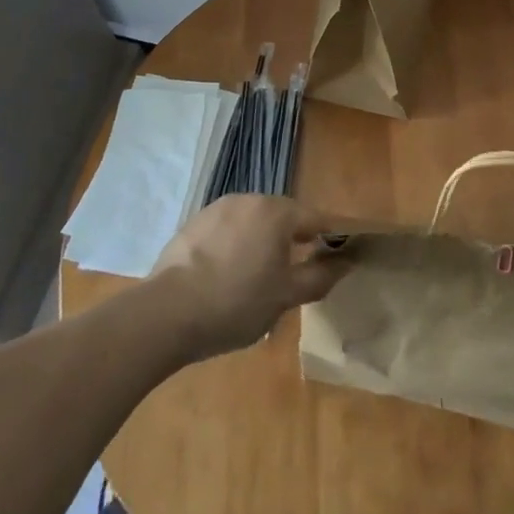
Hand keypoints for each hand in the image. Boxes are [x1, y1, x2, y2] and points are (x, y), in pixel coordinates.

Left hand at [147, 195, 348, 360]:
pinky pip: (228, 229)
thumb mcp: (285, 296)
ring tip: (257, 278)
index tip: (340, 256)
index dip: (332, 237)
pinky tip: (227, 275)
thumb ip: (320, 276)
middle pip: (284, 216)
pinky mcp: (194, 222)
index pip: (318, 219)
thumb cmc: (236, 304)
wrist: (166, 314)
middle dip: (294, 240)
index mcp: (277, 212)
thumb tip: (347, 262)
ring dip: (262, 241)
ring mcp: (218, 208)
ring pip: (254, 221)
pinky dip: (235, 245)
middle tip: (294, 274)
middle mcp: (250, 199)